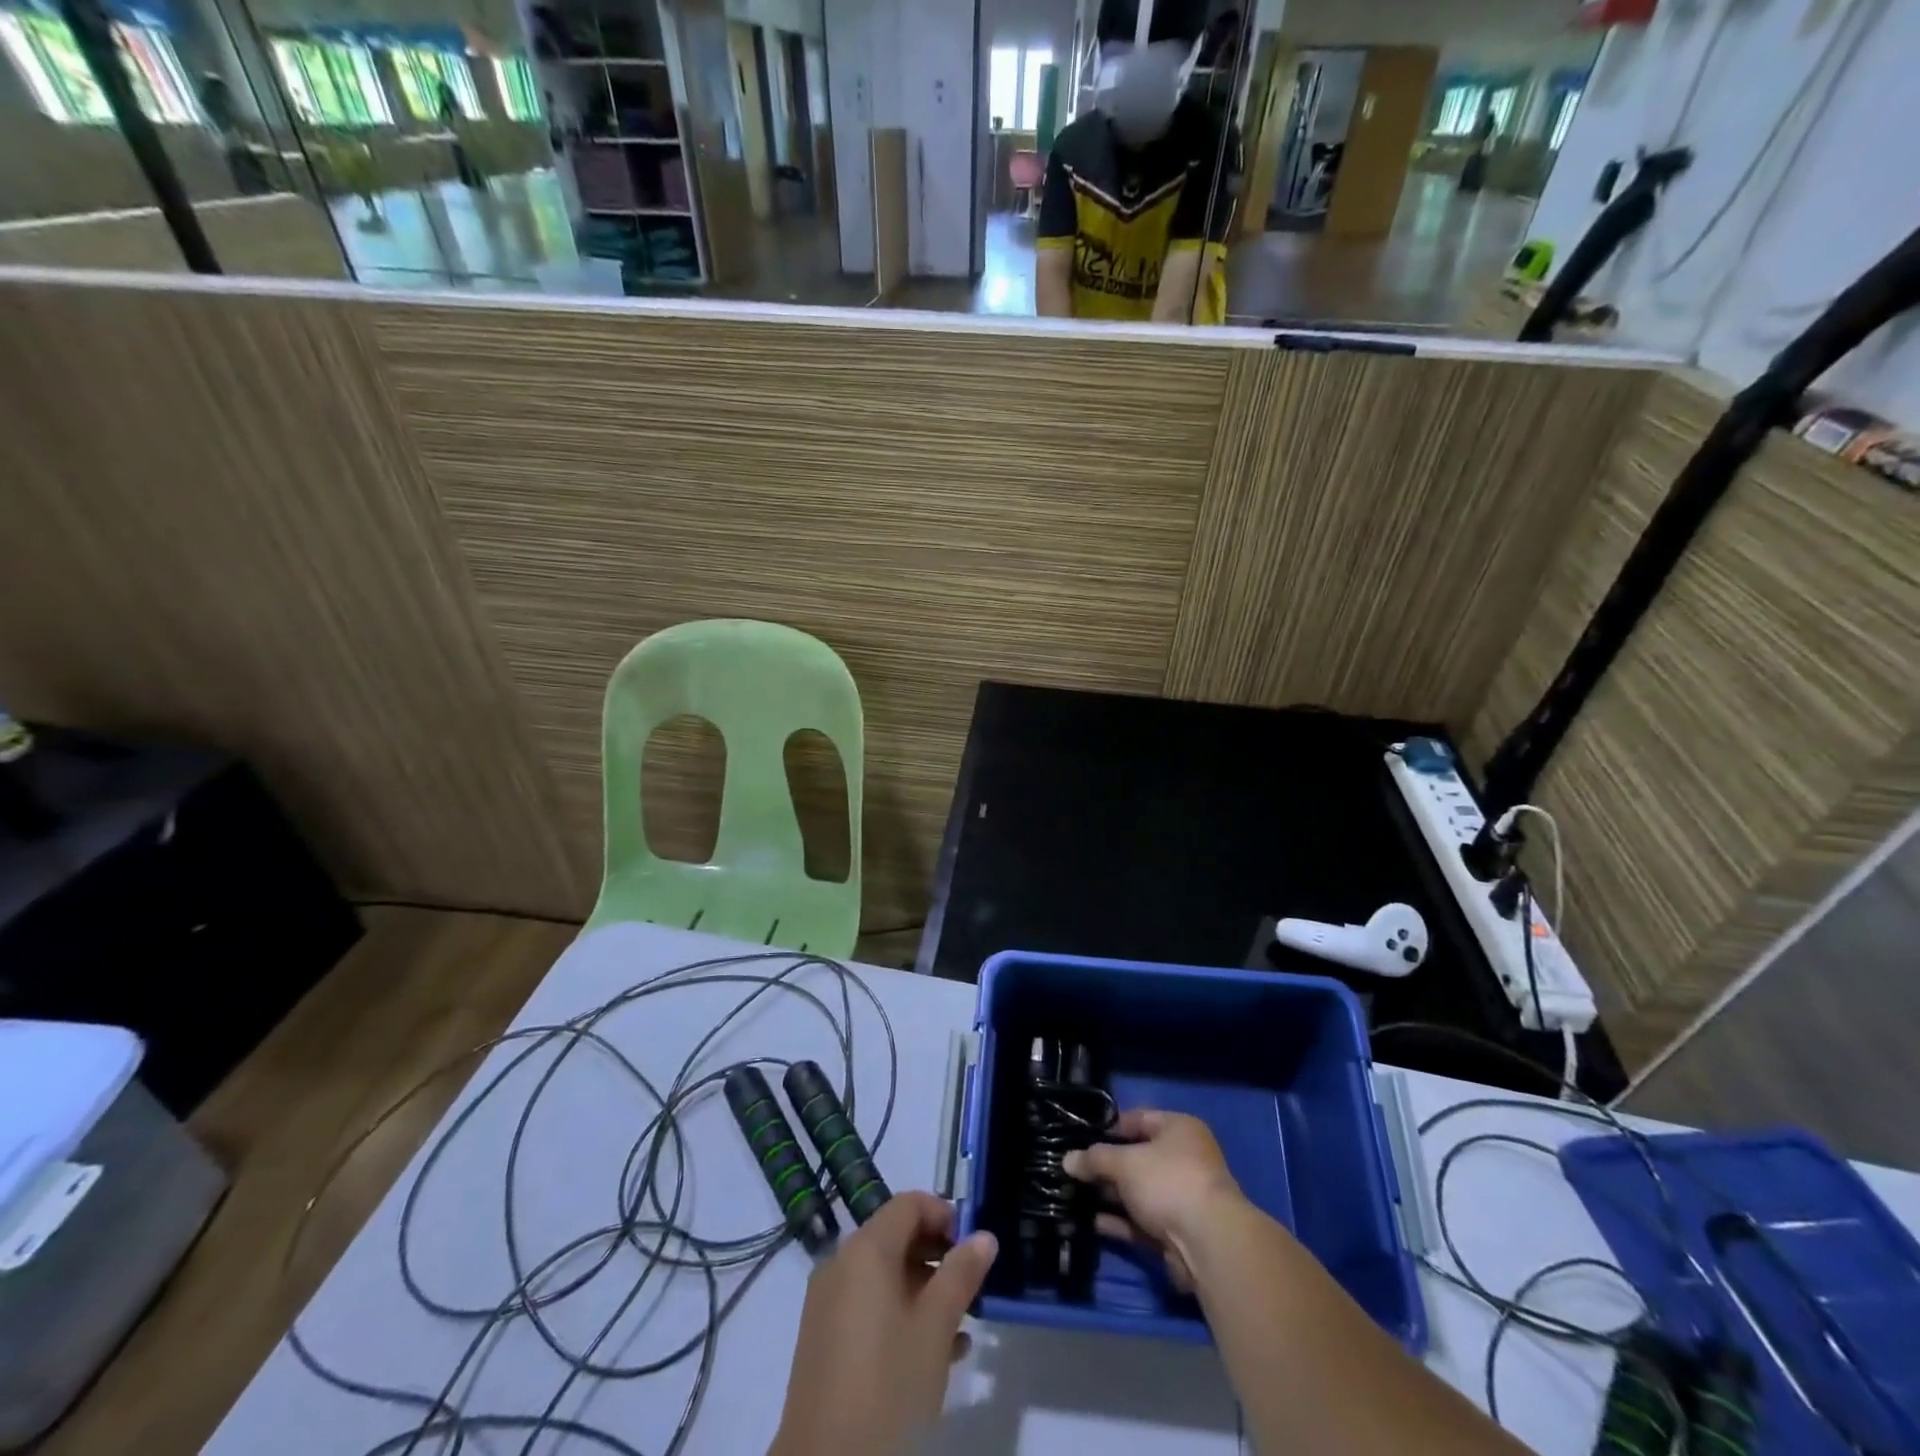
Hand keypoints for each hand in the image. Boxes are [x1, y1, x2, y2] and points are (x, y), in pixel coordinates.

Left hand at [770, 1191, 997, 1455]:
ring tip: (960, 1325)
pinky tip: (935, 1353)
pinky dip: (900, 1313)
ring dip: (924, 1288)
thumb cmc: (888, 1383)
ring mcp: (827, 1302)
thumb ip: (961, 1274)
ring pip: (884, 1275)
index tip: (973, 1247)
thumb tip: (984, 1236)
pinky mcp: (823, 1339)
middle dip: (937, 1255)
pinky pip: (868, 1306)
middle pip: (896, 1236)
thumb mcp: (935, 1327)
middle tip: (971, 1287)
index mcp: (865, 1249)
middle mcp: (841, 1264)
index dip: (944, 1215)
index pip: (909, 1204)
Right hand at [1062, 1110, 1244, 1291]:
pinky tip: (1088, 1222)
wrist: (1208, 1244)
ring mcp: (1180, 1198)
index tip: (1080, 1135)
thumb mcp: (1125, 1162)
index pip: (1138, 1119)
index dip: (1109, 1127)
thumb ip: (1094, 1159)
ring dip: (1107, 1195)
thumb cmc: (1167, 1181)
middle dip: (1104, 1165)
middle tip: (1071, 1168)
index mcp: (1179, 1130)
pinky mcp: (1174, 1232)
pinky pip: (1139, 1220)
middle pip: (1135, 1157)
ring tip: (1072, 1195)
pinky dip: (1117, 1221)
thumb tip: (1067, 1160)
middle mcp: (1182, 1159)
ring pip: (1136, 1191)